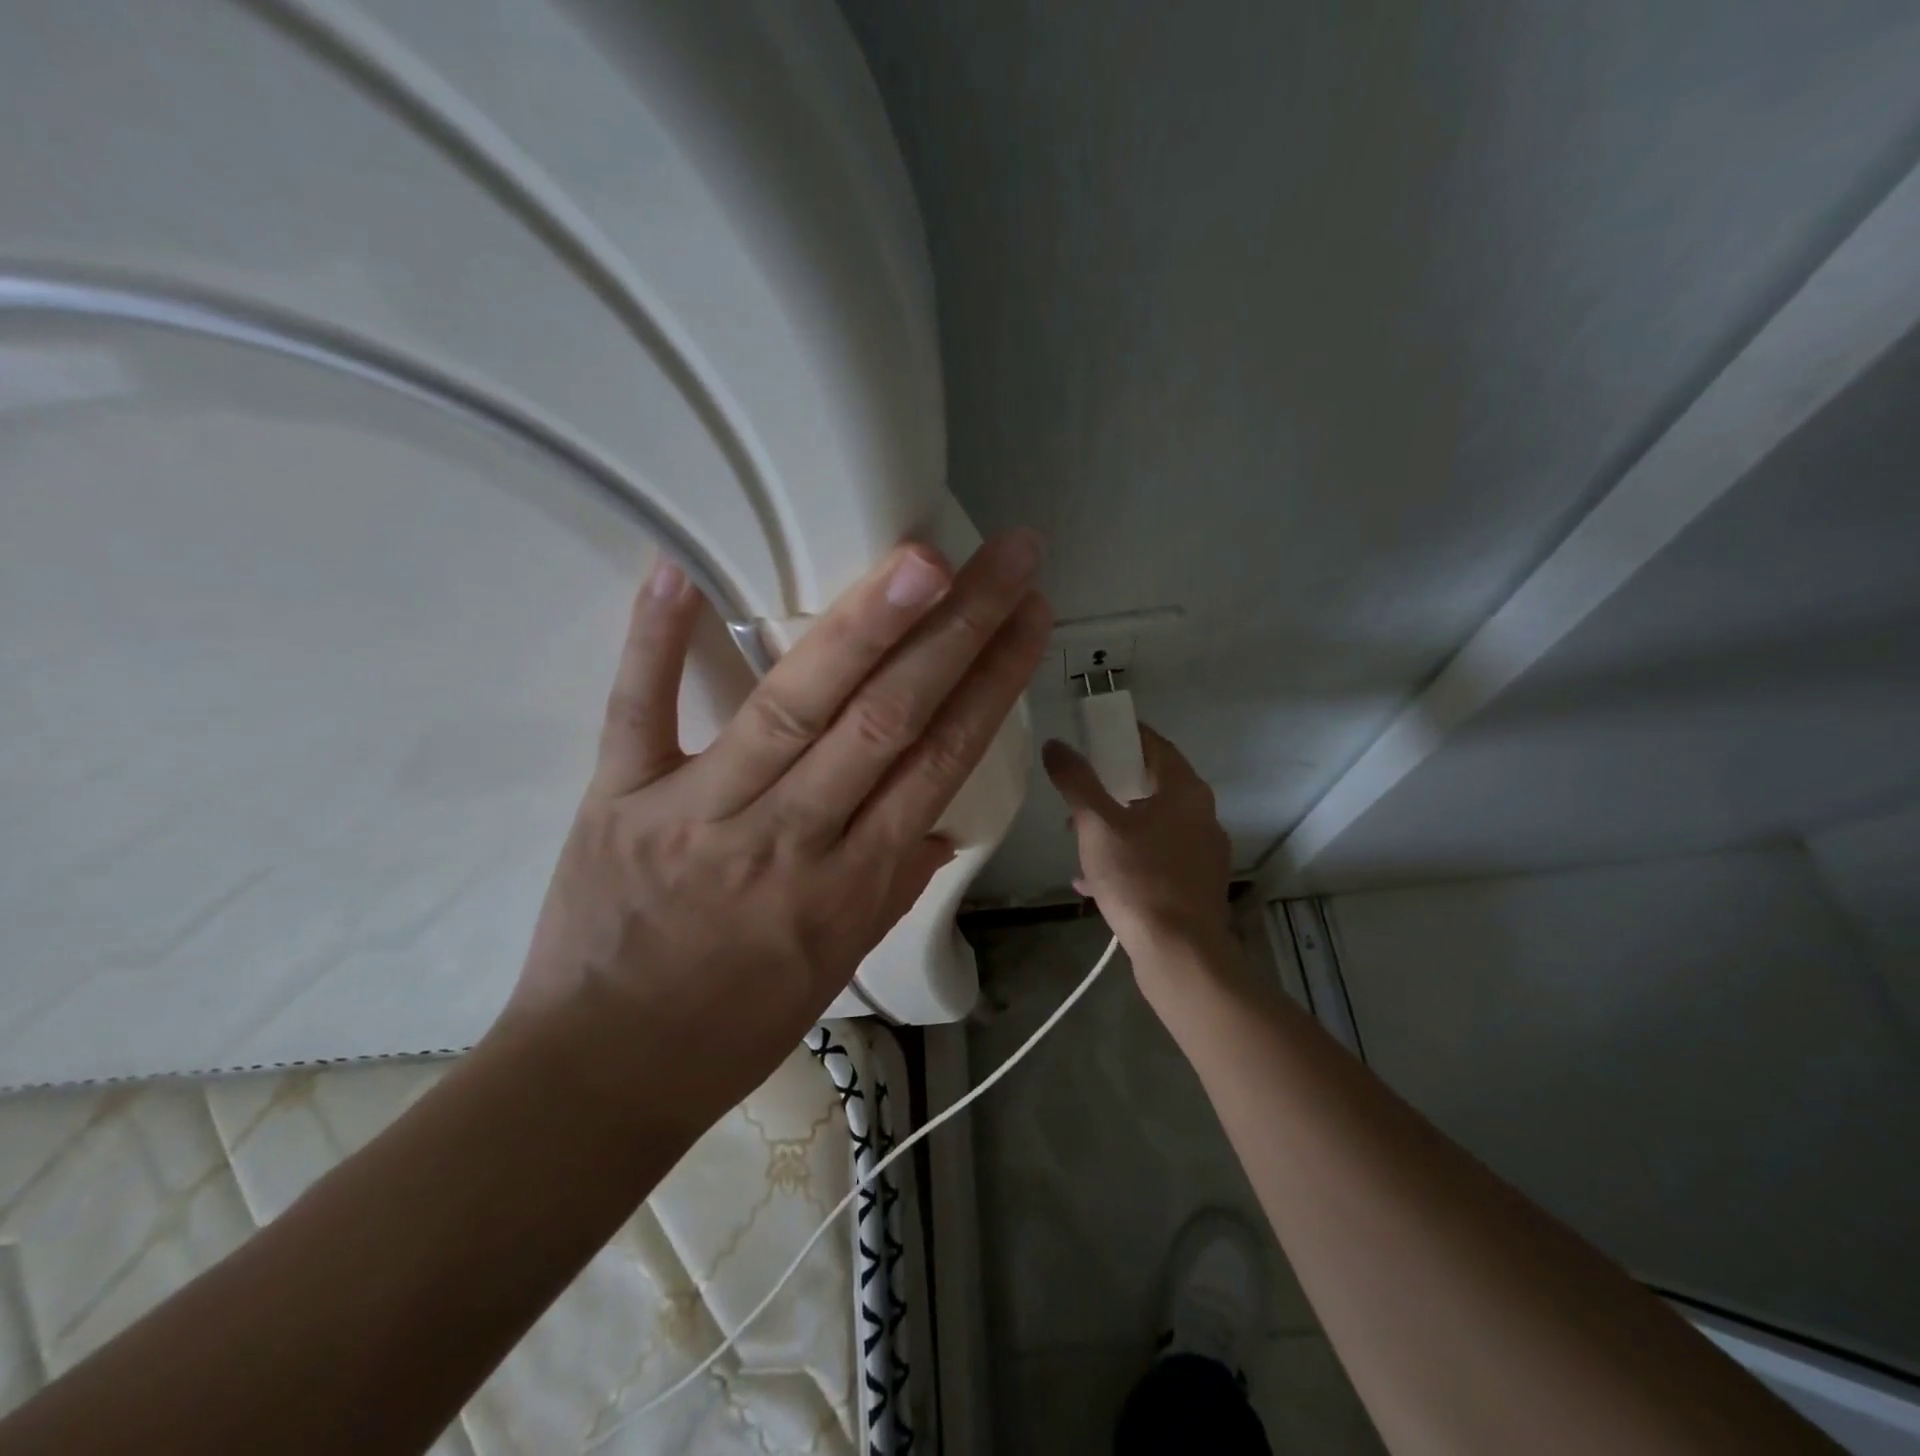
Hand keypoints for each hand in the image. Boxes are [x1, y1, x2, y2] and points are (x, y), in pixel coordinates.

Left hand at [506, 532, 1049, 1124]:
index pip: (941, 762)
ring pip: (796, 706)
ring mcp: (699, 813)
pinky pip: (637, 710)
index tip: (1030, 615)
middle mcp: (789, 839)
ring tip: (920, 558)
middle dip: (957, 630)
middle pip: (887, 719)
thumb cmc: (733, 1027)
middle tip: (1005, 555)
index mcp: (850, 885)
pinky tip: (680, 567)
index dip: (993, 683)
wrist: (602, 1076)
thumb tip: (941, 819)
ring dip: (863, 626)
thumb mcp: (836, 966)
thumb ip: (892, 883)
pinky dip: (655, 639)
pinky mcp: (619, 799)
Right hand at [1042, 726, 1232, 967]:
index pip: (1154, 745)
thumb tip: (1056, 744)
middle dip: (1111, 789)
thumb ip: (1075, 782)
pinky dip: (1126, 860)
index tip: (1091, 738)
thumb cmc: (1139, 878)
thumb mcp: (1097, 825)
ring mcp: (1202, 854)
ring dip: (1115, 827)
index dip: (1122, 737)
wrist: (1180, 953)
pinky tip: (1092, 881)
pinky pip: (1156, 860)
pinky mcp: (1195, 886)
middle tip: (1077, 794)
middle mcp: (1202, 816)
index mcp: (1185, 791)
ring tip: (1077, 840)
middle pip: (1152, 786)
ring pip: (1152, 826)